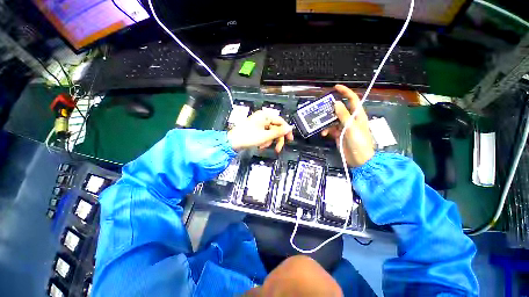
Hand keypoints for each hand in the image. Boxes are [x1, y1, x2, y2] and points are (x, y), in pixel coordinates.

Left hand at [227, 110, 293, 152]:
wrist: (232, 142)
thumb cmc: (247, 137)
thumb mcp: (266, 136)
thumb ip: (279, 132)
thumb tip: (289, 128)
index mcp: (265, 116)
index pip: (281, 122)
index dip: (286, 131)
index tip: (289, 139)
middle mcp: (263, 118)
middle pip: (276, 128)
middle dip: (276, 139)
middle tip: (278, 148)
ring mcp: (259, 124)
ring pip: (271, 133)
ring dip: (269, 141)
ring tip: (263, 146)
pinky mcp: (256, 129)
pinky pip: (265, 135)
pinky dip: (265, 141)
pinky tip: (261, 145)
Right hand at [321, 85, 373, 166]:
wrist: (359, 160)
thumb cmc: (359, 143)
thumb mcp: (351, 128)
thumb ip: (344, 116)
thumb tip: (336, 103)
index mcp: (357, 115)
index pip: (352, 99)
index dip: (345, 92)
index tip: (335, 87)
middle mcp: (350, 119)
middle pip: (339, 109)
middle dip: (330, 108)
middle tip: (321, 109)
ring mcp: (344, 127)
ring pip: (333, 119)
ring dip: (326, 122)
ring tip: (321, 125)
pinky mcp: (338, 134)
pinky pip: (330, 129)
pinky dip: (326, 130)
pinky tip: (324, 134)